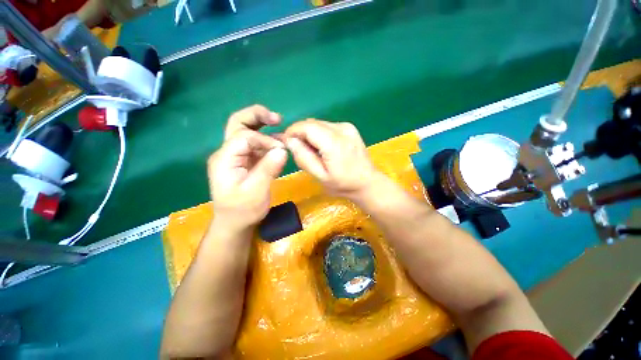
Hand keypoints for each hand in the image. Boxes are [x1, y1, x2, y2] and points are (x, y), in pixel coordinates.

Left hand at [208, 105, 286, 231]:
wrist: (235, 223)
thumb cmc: (243, 210)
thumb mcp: (256, 191)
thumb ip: (268, 168)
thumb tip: (282, 149)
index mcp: (225, 159)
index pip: (244, 137)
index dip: (265, 139)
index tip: (281, 150)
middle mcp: (228, 153)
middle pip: (238, 124)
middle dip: (257, 116)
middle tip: (277, 118)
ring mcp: (237, 156)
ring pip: (247, 131)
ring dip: (264, 126)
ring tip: (281, 126)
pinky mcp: (246, 161)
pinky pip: (256, 146)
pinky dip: (268, 142)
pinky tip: (279, 145)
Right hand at [284, 119, 377, 198]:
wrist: (367, 183)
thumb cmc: (343, 184)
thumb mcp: (320, 176)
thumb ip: (304, 158)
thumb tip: (290, 141)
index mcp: (334, 142)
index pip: (306, 126)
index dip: (292, 132)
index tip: (287, 143)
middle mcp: (342, 128)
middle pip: (312, 123)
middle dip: (300, 134)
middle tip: (299, 150)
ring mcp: (347, 126)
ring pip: (319, 124)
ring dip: (310, 134)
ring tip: (312, 151)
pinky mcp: (349, 128)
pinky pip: (327, 127)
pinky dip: (319, 135)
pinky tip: (323, 148)